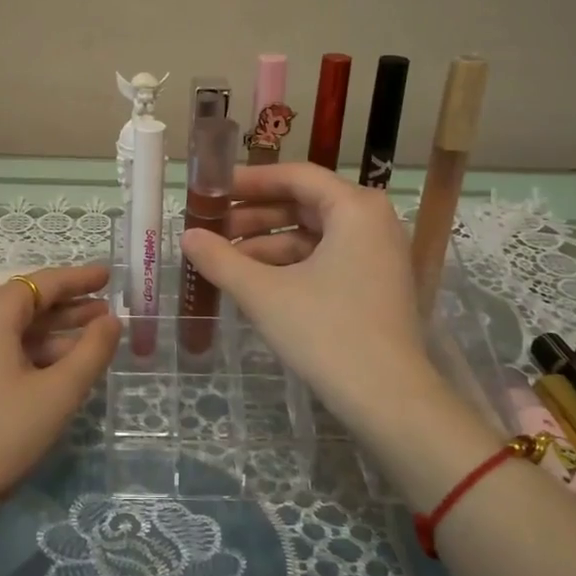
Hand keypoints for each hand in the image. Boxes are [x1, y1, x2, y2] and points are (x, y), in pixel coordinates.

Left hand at [0, 264, 119, 508]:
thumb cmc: (0, 430)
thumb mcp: (57, 393)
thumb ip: (91, 352)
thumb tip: (111, 321)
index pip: (46, 282)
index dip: (81, 279)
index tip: (109, 275)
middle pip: (29, 304)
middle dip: (71, 308)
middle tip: (109, 312)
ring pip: (14, 329)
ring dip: (53, 334)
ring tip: (92, 341)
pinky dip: (30, 352)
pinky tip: (56, 368)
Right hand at [180, 164, 442, 438]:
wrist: (388, 399)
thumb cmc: (326, 333)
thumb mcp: (264, 293)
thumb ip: (220, 260)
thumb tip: (187, 236)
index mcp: (355, 208)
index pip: (295, 176)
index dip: (250, 181)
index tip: (213, 191)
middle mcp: (373, 221)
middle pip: (305, 204)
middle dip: (255, 216)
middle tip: (212, 229)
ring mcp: (378, 254)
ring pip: (314, 235)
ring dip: (268, 244)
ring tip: (225, 260)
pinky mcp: (376, 284)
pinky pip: (327, 258)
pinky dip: (291, 265)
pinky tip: (255, 282)